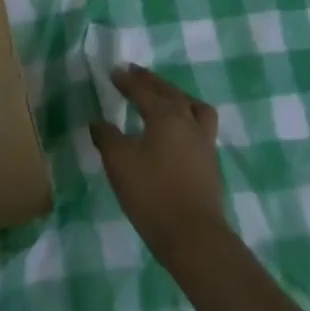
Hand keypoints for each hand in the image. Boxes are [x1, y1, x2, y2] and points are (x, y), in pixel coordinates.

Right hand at [89, 65, 229, 266]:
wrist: (194, 238)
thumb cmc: (153, 193)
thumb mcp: (119, 162)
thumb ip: (107, 137)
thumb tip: (99, 122)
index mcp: (165, 115)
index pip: (143, 90)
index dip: (127, 81)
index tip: (114, 72)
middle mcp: (188, 121)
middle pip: (170, 92)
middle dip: (151, 81)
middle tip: (135, 73)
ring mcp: (204, 142)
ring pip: (192, 106)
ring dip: (176, 96)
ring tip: (164, 97)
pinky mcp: (211, 163)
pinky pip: (200, 125)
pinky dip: (186, 117)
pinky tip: (177, 131)